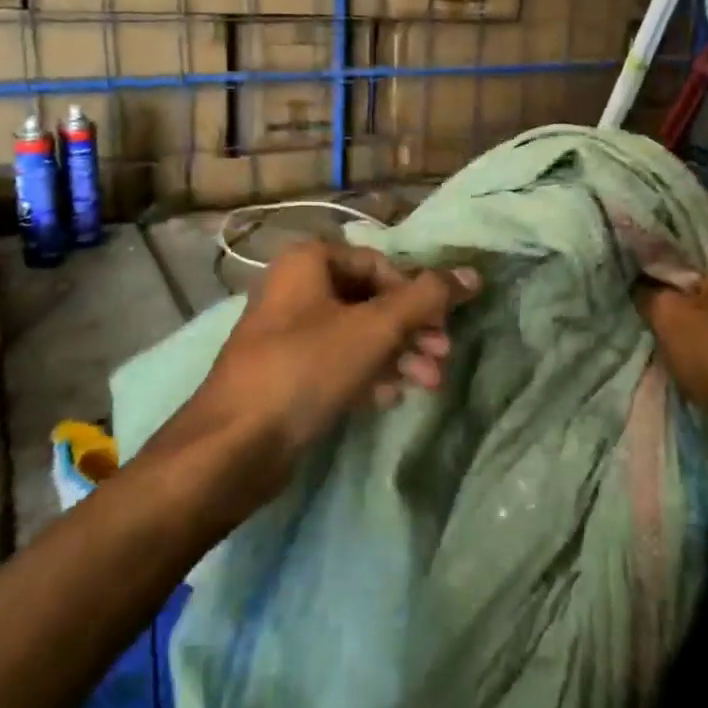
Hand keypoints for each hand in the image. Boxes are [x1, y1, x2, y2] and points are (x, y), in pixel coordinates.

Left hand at [198, 240, 480, 460]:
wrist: (235, 445)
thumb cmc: (306, 368)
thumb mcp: (375, 328)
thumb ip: (427, 298)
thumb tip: (473, 273)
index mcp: (308, 262)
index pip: (379, 264)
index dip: (416, 293)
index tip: (442, 326)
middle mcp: (295, 289)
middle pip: (370, 300)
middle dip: (411, 330)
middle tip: (442, 357)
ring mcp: (289, 334)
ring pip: (357, 334)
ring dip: (397, 355)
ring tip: (428, 384)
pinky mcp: (288, 373)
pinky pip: (338, 363)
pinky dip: (368, 374)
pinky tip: (391, 397)